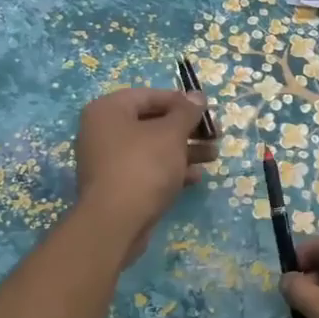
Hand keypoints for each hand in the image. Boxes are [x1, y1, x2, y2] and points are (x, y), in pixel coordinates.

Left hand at [74, 87, 216, 261]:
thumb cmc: (143, 166)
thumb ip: (186, 112)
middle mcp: (103, 131)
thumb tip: (197, 96)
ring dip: (184, 150)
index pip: (149, 95)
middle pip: (152, 122)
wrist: (116, 222)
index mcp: (109, 110)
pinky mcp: (117, 186)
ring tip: (213, 156)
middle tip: (215, 135)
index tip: (207, 111)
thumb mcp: (171, 134)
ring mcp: (108, 161)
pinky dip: (170, 170)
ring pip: (152, 148)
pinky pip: (147, 169)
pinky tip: (195, 177)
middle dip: (187, 129)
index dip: (181, 101)